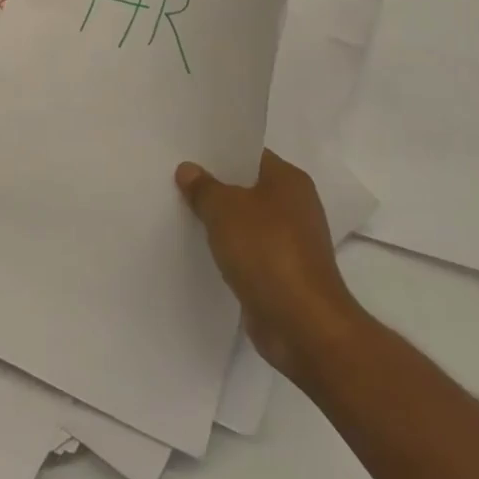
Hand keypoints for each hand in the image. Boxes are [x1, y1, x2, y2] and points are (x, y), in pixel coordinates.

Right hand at [176, 149, 364, 377]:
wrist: (303, 326)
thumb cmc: (267, 252)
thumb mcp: (224, 210)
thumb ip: (204, 188)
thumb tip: (188, 170)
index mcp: (289, 181)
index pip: (249, 154)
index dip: (218, 152)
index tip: (186, 152)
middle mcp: (295, 206)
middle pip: (246, 187)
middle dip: (214, 186)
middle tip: (175, 180)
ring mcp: (290, 242)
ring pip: (245, 221)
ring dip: (219, 222)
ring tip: (180, 212)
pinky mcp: (282, 274)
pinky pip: (248, 252)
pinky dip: (228, 250)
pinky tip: (199, 249)